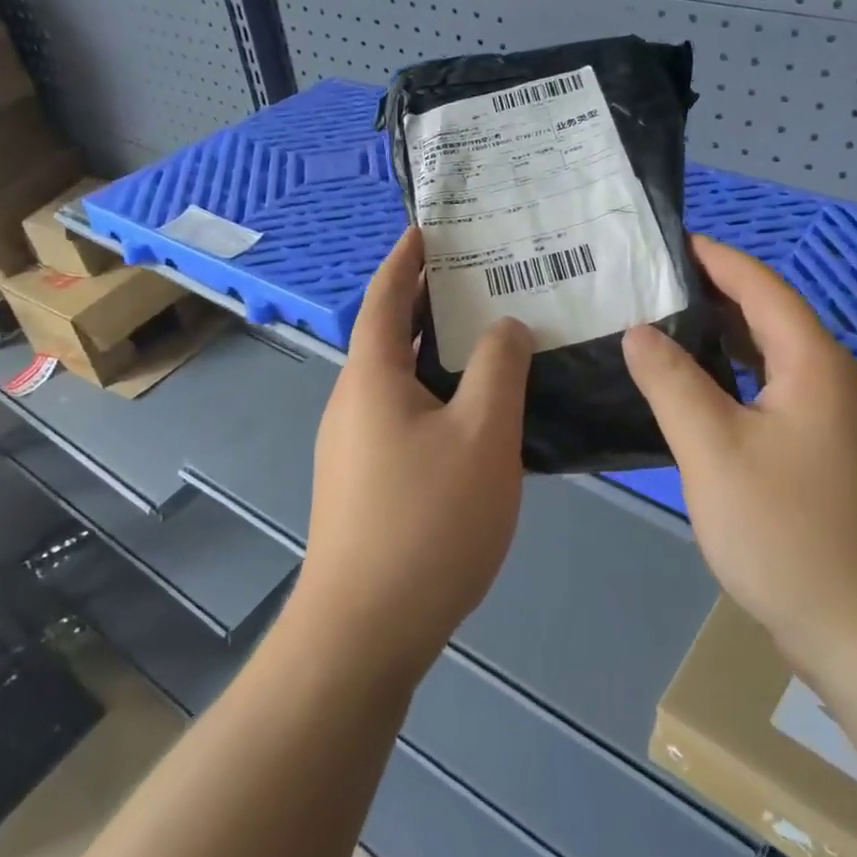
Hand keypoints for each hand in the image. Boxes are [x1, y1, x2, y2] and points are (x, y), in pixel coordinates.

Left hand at [298, 228, 532, 681]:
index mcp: (372, 377)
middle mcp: (353, 402)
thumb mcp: (482, 434)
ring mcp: (354, 446)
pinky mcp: (365, 481)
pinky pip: (404, 414)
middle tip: (482, 275)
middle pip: (391, 333)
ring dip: (437, 350)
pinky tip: (476, 412)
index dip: (406, 257)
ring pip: (400, 378)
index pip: (385, 296)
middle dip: (430, 300)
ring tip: (489, 336)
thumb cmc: (427, 521)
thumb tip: (503, 325)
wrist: (365, 630)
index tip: (429, 226)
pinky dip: (436, 392)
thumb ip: (498, 368)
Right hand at [622, 236, 856, 676]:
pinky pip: (775, 396)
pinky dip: (735, 381)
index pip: (760, 285)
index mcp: (812, 364)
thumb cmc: (789, 533)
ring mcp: (836, 423)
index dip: (714, 257)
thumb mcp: (714, 451)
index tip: (666, 241)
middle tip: (649, 286)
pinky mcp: (829, 459)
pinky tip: (699, 398)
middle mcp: (832, 381)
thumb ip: (672, 383)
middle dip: (713, 294)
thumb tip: (639, 331)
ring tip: (663, 330)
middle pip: (770, 317)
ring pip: (772, 360)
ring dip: (723, 339)